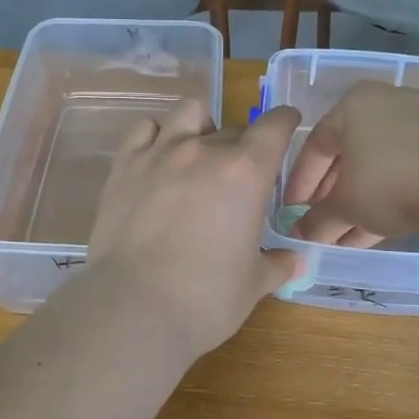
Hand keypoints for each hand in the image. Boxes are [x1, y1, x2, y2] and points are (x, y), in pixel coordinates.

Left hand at [87, 100, 304, 359]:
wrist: (135, 306)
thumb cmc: (207, 298)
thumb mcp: (254, 284)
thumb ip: (277, 264)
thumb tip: (294, 261)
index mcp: (245, 173)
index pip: (274, 127)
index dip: (284, 121)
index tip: (287, 123)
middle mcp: (204, 150)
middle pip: (232, 129)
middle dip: (241, 146)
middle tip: (237, 177)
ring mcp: (160, 153)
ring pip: (188, 112)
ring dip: (200, 126)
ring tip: (197, 152)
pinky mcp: (124, 165)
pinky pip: (143, 129)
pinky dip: (155, 135)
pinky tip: (157, 157)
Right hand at [282, 82, 418, 246]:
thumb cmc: (389, 182)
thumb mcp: (345, 205)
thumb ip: (318, 220)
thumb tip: (300, 235)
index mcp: (352, 104)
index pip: (315, 145)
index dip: (300, 183)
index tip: (293, 210)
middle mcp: (386, 103)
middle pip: (348, 154)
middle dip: (332, 194)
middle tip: (320, 223)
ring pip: (378, 165)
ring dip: (360, 201)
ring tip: (345, 236)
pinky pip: (406, 170)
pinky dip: (389, 197)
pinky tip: (377, 231)